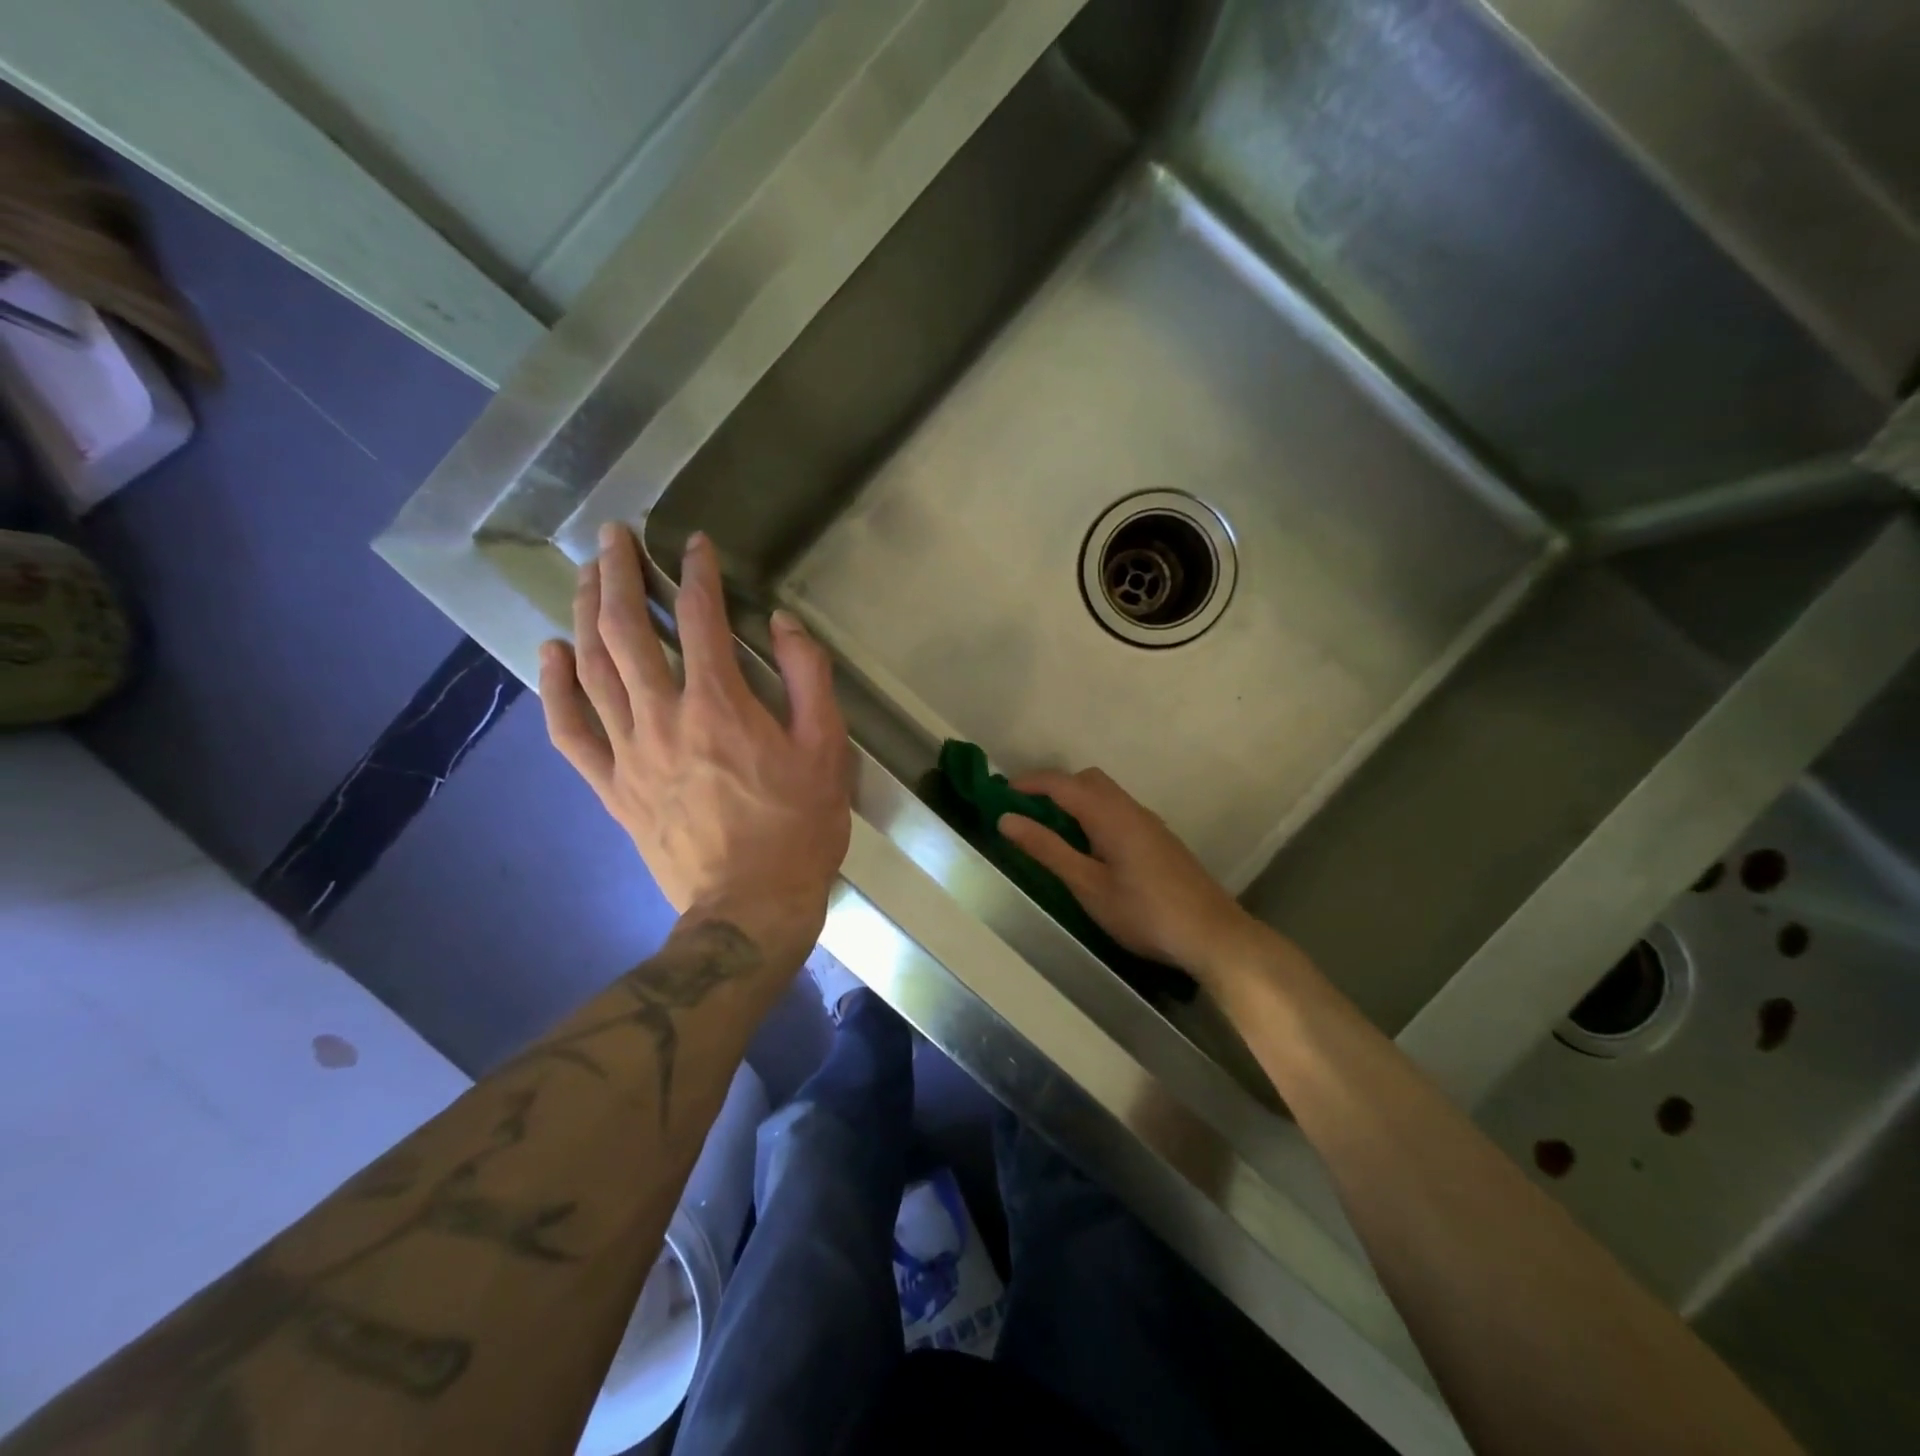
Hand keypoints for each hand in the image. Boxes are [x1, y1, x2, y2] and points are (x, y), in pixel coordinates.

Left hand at [540, 524, 851, 970]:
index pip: (701, 619)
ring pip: (594, 670)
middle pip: (628, 632)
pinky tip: (551, 654)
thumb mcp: (827, 749)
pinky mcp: (612, 787)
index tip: (694, 544)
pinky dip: (555, 689)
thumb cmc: (798, 827)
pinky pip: (571, 731)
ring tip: (586, 576)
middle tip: (613, 536)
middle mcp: (664, 717)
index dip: (697, 573)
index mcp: (721, 705)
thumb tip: (782, 623)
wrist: (750, 907)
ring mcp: (629, 753)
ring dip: (586, 614)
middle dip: (620, 575)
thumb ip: (809, 678)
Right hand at [999, 768, 1269, 987]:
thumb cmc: (1144, 912)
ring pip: (1107, 796)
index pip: (1062, 784)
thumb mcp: (1087, 885)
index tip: (1000, 794)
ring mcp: (1150, 824)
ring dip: (1076, 801)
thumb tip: (1007, 819)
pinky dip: (1095, 815)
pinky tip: (1092, 849)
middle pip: (1088, 781)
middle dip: (1055, 788)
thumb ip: (1047, 849)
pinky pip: (1119, 812)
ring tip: (1054, 832)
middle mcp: (1131, 809)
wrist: (1212, 935)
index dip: (1029, 783)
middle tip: (1028, 813)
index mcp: (1110, 815)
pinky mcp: (1160, 841)